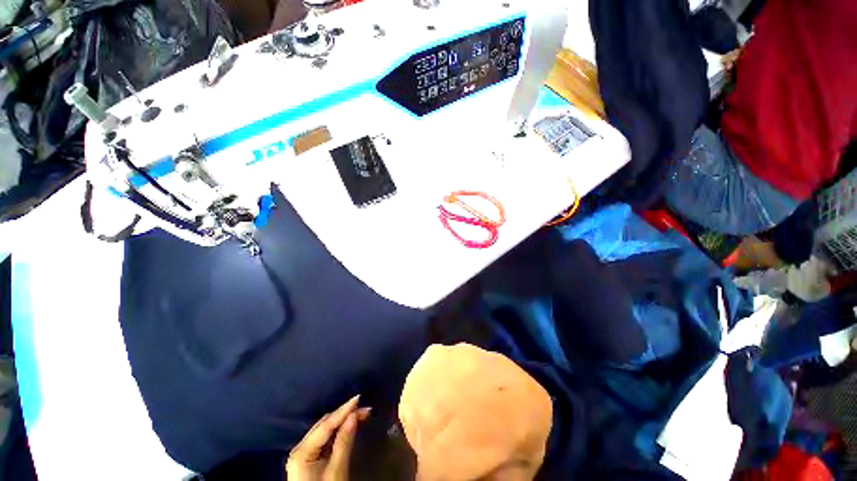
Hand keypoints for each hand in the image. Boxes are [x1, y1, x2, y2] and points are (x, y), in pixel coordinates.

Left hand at [286, 395, 370, 480]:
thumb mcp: (336, 471)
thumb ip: (344, 442)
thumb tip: (354, 415)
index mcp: (302, 452)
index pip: (326, 425)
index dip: (343, 410)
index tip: (359, 398)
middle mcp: (299, 448)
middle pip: (324, 425)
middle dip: (345, 414)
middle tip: (364, 408)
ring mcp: (303, 454)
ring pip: (325, 430)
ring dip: (342, 421)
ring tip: (360, 414)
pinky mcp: (308, 459)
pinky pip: (324, 439)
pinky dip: (337, 431)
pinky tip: (348, 426)